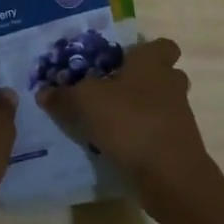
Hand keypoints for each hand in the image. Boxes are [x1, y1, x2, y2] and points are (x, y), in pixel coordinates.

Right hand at [37, 38, 218, 219]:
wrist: (171, 177)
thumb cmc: (130, 122)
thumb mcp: (85, 103)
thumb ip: (63, 96)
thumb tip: (43, 92)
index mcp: (152, 64)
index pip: (162, 46)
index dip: (145, 51)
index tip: (122, 60)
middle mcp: (170, 85)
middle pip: (162, 76)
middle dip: (141, 82)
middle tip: (111, 90)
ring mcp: (179, 117)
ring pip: (161, 105)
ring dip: (140, 111)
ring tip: (108, 122)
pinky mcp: (179, 147)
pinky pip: (158, 133)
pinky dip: (141, 138)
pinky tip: (117, 147)